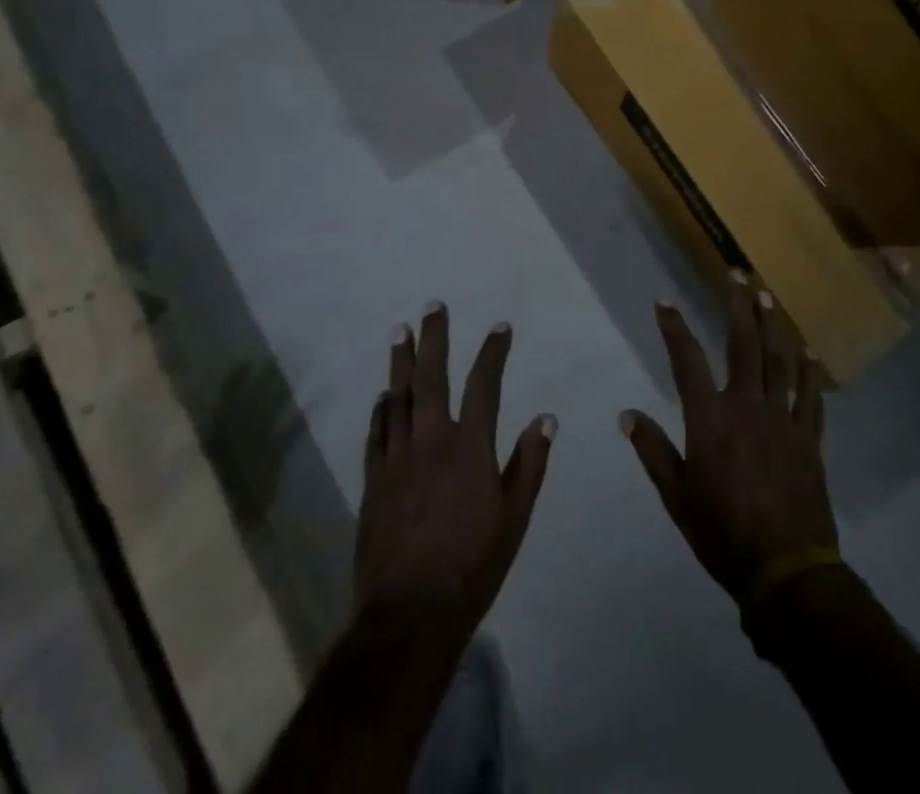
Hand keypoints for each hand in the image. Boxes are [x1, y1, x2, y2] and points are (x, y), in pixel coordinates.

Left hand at [355, 302, 555, 642]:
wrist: (409, 613)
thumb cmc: (472, 565)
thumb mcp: (514, 518)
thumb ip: (529, 464)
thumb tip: (546, 418)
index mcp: (469, 447)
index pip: (484, 384)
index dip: (493, 352)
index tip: (500, 327)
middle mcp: (431, 440)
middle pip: (431, 376)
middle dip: (434, 338)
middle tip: (433, 306)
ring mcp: (397, 458)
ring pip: (398, 397)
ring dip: (400, 362)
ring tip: (400, 331)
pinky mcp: (373, 480)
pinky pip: (377, 432)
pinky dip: (381, 409)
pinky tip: (383, 395)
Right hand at [621, 278, 835, 605]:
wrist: (786, 571)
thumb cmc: (723, 534)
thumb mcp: (676, 498)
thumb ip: (653, 451)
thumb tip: (627, 414)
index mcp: (710, 420)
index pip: (687, 361)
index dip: (674, 328)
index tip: (664, 303)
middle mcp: (747, 407)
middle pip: (742, 346)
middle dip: (737, 308)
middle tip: (736, 277)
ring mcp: (782, 421)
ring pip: (777, 362)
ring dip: (771, 328)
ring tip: (767, 299)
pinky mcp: (808, 440)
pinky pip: (810, 398)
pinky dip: (809, 375)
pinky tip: (808, 356)